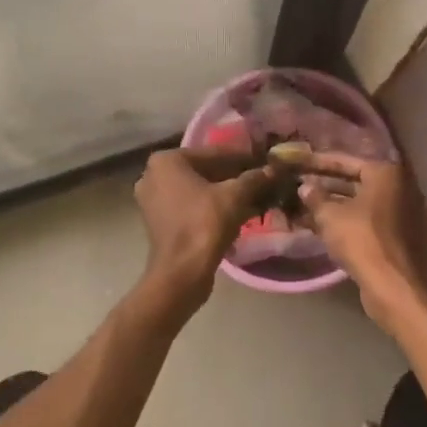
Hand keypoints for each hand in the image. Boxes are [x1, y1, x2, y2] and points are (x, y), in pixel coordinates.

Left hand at [133, 148, 277, 324]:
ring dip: (225, 194)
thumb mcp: (235, 196)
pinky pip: (191, 206)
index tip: (264, 161)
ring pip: (198, 190)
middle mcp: (153, 175)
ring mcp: (153, 201)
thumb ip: (254, 178)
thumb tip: (273, 169)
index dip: (242, 158)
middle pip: (204, 171)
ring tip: (255, 197)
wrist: (181, 273)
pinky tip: (239, 213)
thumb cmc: (204, 224)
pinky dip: (212, 208)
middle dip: (234, 177)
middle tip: (262, 180)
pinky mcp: (159, 222)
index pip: (213, 153)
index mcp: (166, 161)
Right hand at [294, 153, 426, 332]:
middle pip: (354, 181)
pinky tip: (320, 227)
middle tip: (299, 185)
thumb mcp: (330, 216)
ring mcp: (400, 213)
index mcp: (385, 174)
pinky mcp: (397, 236)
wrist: (393, 285)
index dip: (319, 162)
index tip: (299, 163)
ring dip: (333, 205)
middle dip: (325, 185)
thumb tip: (305, 187)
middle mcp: (397, 188)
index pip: (346, 161)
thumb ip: (316, 197)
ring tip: (303, 207)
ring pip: (359, 203)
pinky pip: (365, 220)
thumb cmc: (361, 239)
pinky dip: (345, 221)